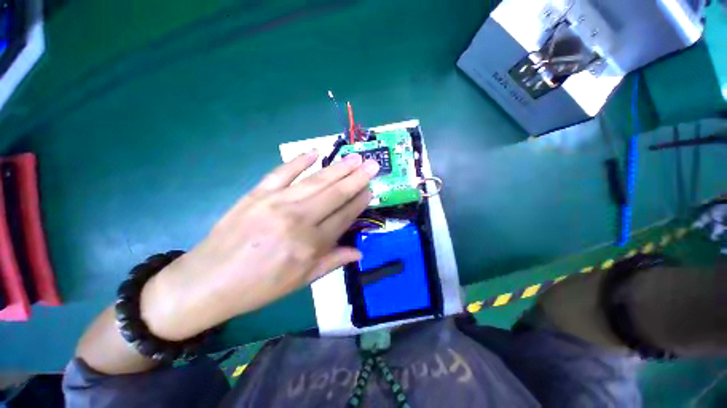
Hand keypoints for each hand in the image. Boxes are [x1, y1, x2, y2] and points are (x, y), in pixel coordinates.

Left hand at [140, 150, 379, 339]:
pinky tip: (314, 152)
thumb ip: (333, 262)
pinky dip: (298, 160)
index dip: (359, 202)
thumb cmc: (260, 287)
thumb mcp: (301, 281)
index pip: (344, 216)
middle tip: (373, 164)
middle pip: (334, 194)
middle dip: (357, 178)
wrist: (208, 281)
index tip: (370, 190)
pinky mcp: (257, 193)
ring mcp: (276, 203)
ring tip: (355, 158)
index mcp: (310, 245)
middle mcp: (298, 220)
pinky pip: (282, 172)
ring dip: (338, 168)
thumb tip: (359, 252)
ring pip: (315, 181)